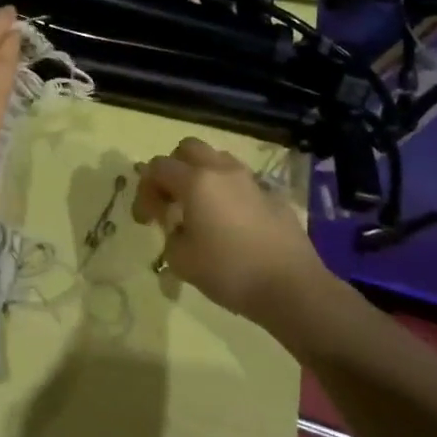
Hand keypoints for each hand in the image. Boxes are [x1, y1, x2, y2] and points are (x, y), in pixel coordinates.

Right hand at [132, 137, 325, 317]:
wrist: (292, 288)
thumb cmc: (229, 271)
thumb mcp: (181, 260)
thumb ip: (169, 234)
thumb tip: (177, 227)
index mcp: (195, 182)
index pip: (157, 167)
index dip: (145, 190)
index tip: (146, 219)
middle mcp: (222, 171)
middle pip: (188, 148)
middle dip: (173, 168)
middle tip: (171, 199)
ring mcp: (251, 181)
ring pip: (218, 160)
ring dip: (202, 175)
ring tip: (201, 207)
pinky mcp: (274, 196)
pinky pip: (242, 182)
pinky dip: (229, 192)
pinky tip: (231, 222)